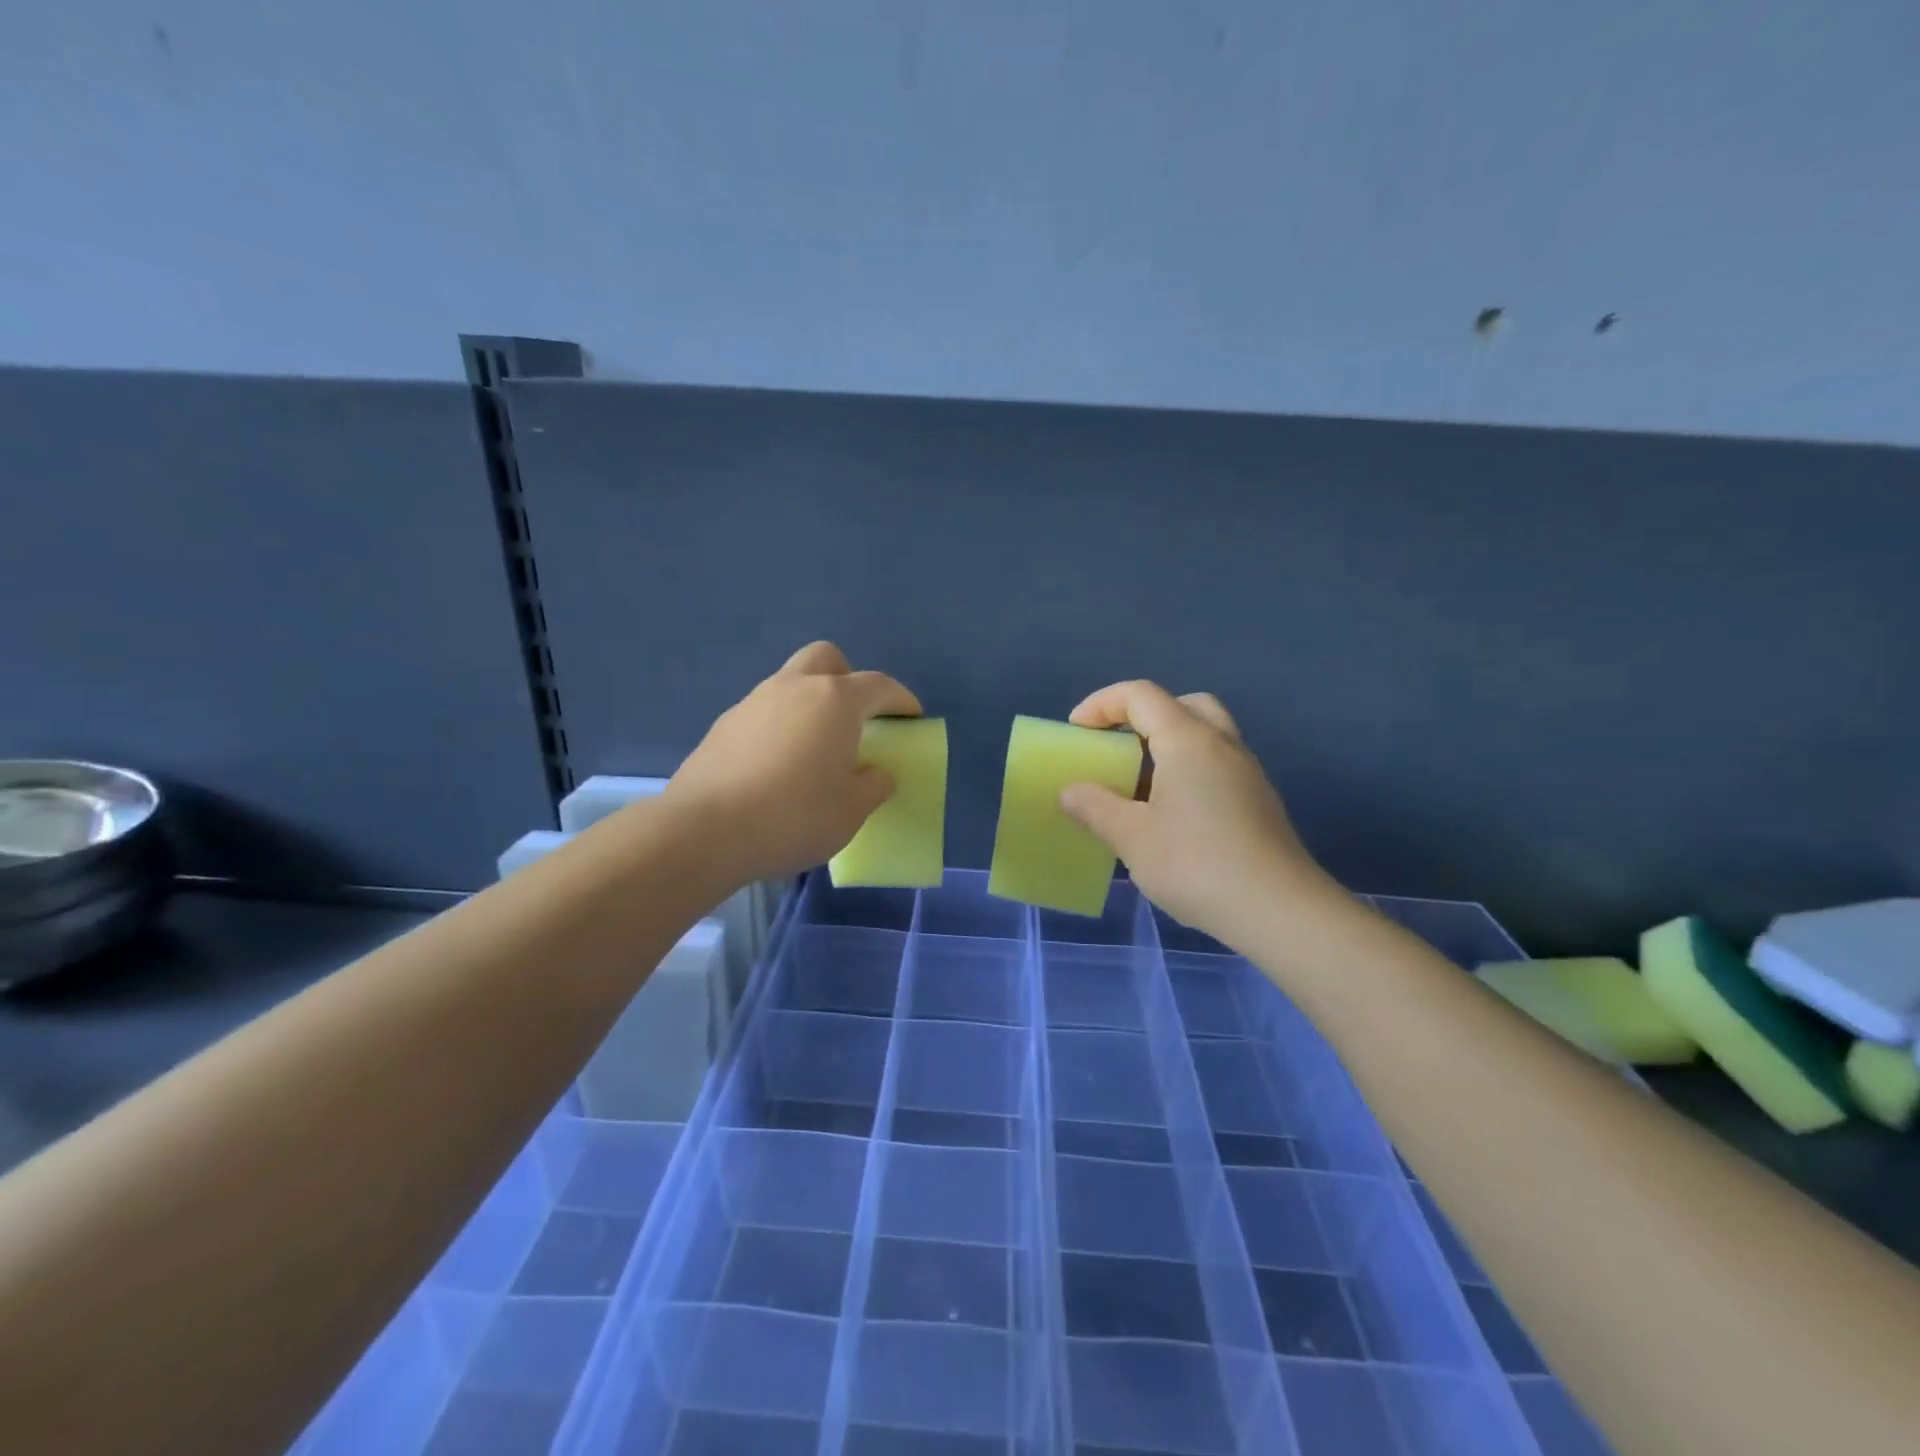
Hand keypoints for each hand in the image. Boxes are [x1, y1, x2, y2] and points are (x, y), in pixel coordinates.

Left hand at [665, 642, 920, 884]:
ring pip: (790, 683)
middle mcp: (793, 688)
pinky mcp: (723, 726)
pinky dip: (779, 727)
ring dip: (810, 704)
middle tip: (855, 718)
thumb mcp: (851, 811)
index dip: (900, 699)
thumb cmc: (794, 816)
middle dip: (848, 678)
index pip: (879, 685)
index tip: (911, 717)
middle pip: (827, 659)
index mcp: (835, 701)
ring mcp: (753, 702)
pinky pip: (764, 713)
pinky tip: (776, 767)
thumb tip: (876, 773)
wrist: (704, 831)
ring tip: (814, 750)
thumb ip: (872, 786)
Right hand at [1059, 681, 1337, 948]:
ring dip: (1167, 744)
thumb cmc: (1197, 865)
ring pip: (1204, 734)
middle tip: (1117, 747)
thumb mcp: (1132, 838)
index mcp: (1188, 740)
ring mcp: (1246, 772)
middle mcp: (1222, 744)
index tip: (1076, 733)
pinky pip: (1216, 764)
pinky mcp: (1258, 800)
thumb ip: (1095, 808)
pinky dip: (1187, 770)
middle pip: (1181, 704)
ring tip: (1138, 785)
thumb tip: (1071, 791)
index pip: (1140, 695)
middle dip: (1142, 716)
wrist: (1280, 911)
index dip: (1101, 704)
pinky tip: (1171, 815)